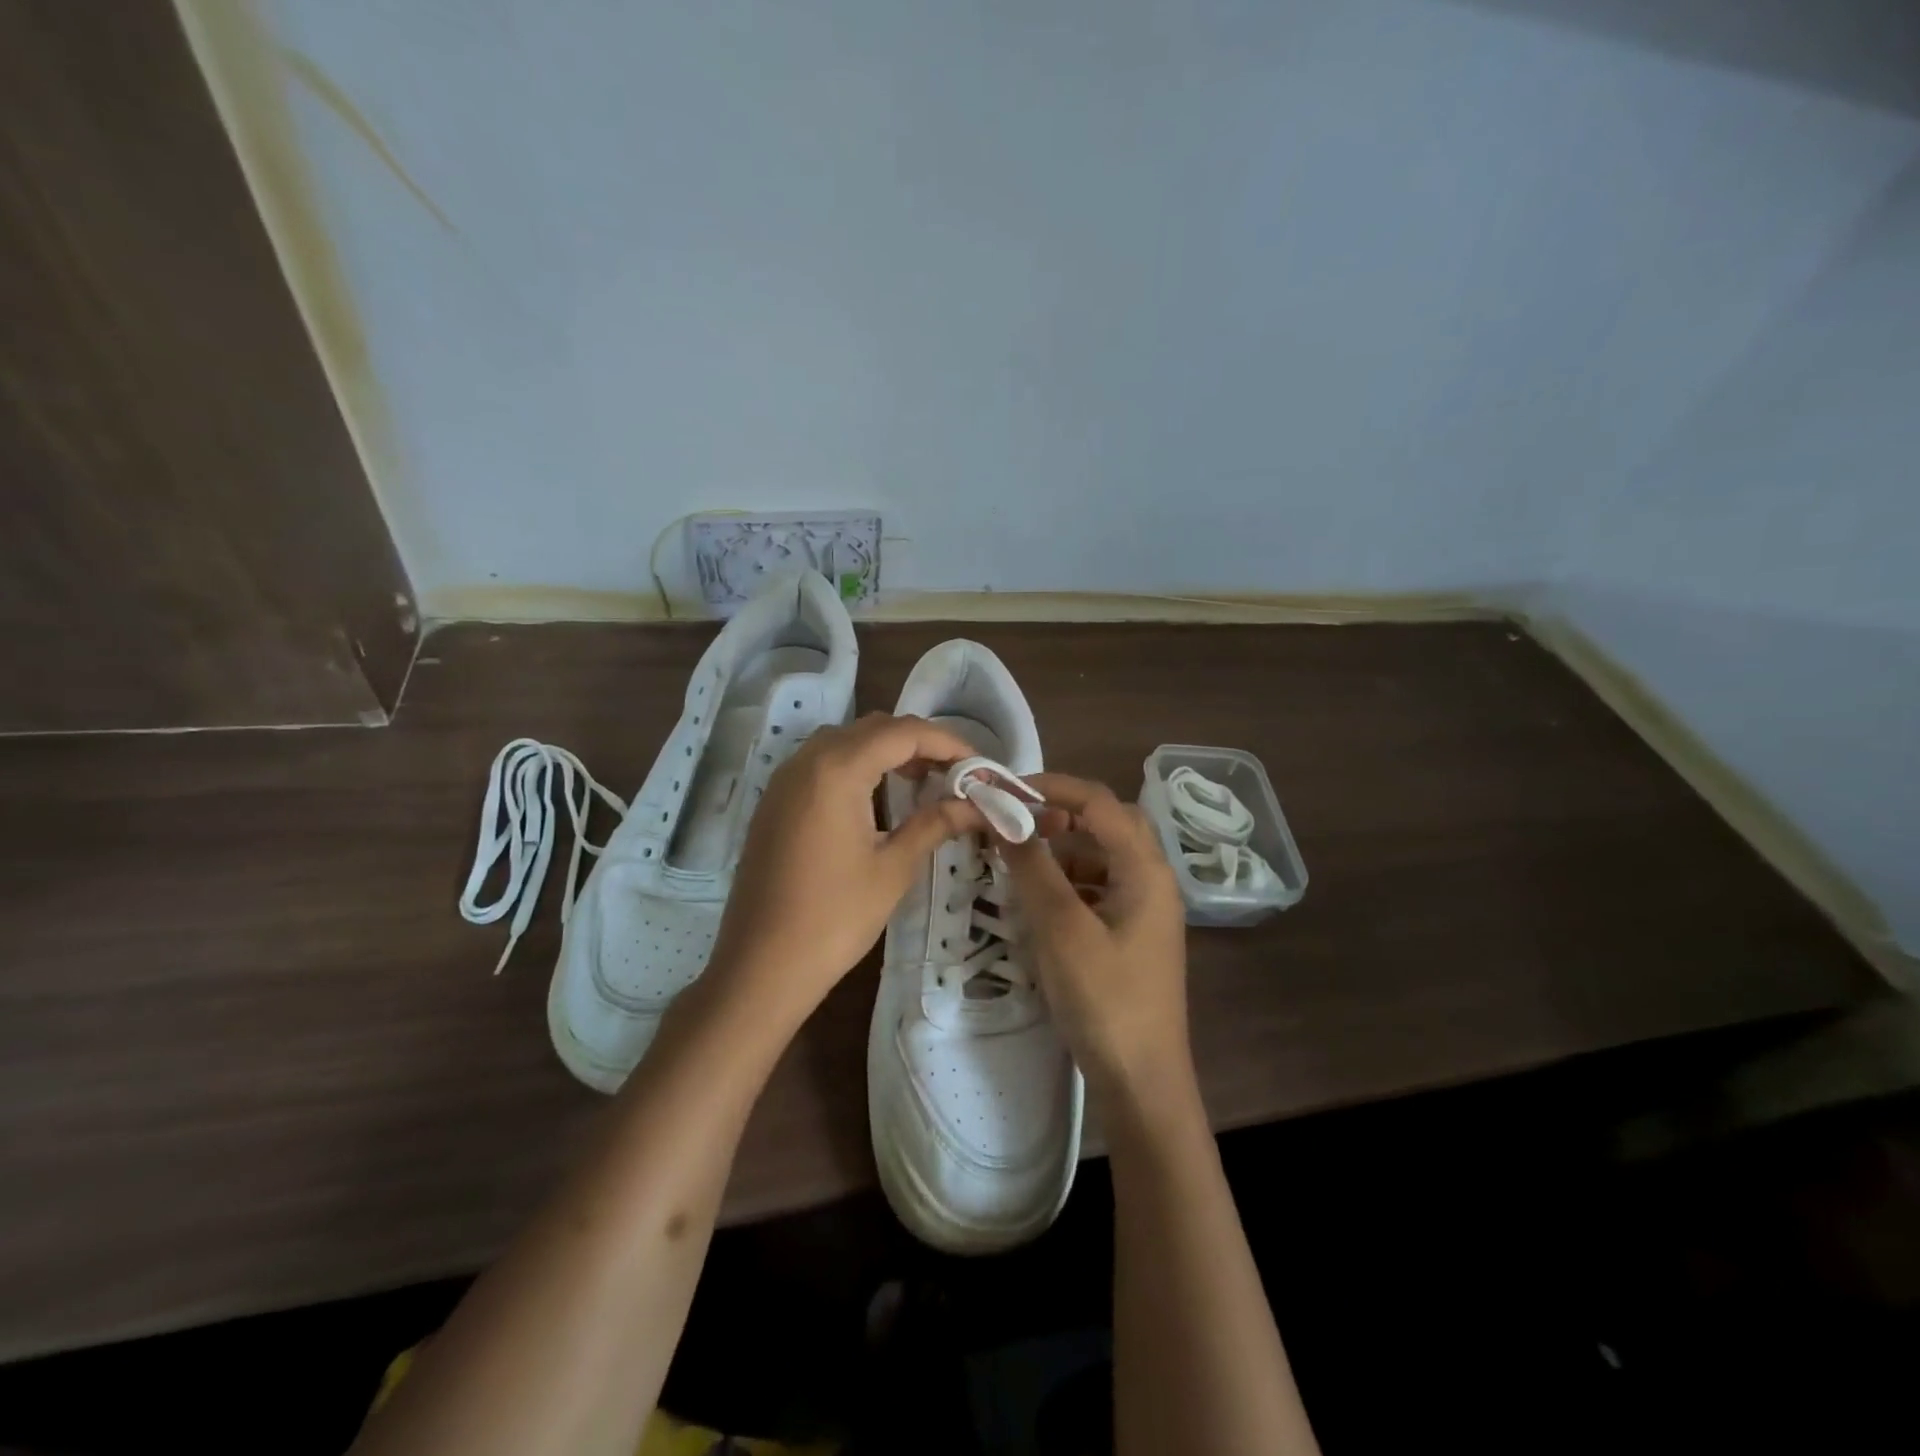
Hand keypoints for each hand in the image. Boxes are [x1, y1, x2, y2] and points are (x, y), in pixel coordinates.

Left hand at [706, 713, 984, 1028]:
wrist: (761, 966)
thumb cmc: (834, 919)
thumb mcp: (893, 869)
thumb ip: (934, 824)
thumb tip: (976, 806)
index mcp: (836, 770)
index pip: (903, 732)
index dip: (948, 743)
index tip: (980, 766)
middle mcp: (806, 761)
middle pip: (873, 729)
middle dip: (919, 743)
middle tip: (956, 773)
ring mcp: (784, 780)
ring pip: (845, 741)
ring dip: (887, 752)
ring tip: (923, 781)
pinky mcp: (774, 802)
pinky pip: (822, 763)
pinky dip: (857, 766)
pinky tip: (878, 797)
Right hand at [1001, 774, 1191, 1097]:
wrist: (1142, 1081)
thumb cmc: (1104, 1000)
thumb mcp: (1060, 929)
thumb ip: (1032, 867)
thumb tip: (1004, 817)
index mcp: (1145, 869)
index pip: (1098, 801)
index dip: (1050, 787)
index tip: (1004, 792)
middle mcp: (1153, 879)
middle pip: (1107, 822)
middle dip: (1060, 814)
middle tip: (1018, 823)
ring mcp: (1146, 908)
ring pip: (1103, 855)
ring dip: (1063, 849)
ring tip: (1021, 864)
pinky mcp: (1133, 933)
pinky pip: (1100, 887)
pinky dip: (1070, 881)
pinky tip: (1042, 902)